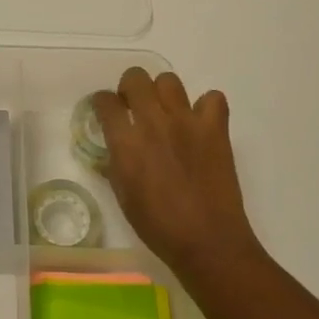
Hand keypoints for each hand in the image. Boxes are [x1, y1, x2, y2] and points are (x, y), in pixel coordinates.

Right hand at [93, 69, 263, 280]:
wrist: (208, 241)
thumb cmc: (158, 226)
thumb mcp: (123, 196)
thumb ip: (116, 163)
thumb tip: (116, 147)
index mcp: (126, 142)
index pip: (105, 101)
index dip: (103, 104)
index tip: (107, 112)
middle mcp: (153, 122)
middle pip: (135, 78)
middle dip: (130, 88)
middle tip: (135, 107)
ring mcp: (187, 121)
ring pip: (169, 80)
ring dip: (163, 93)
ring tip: (167, 114)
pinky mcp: (215, 128)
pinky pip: (212, 98)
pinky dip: (206, 107)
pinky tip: (200, 124)